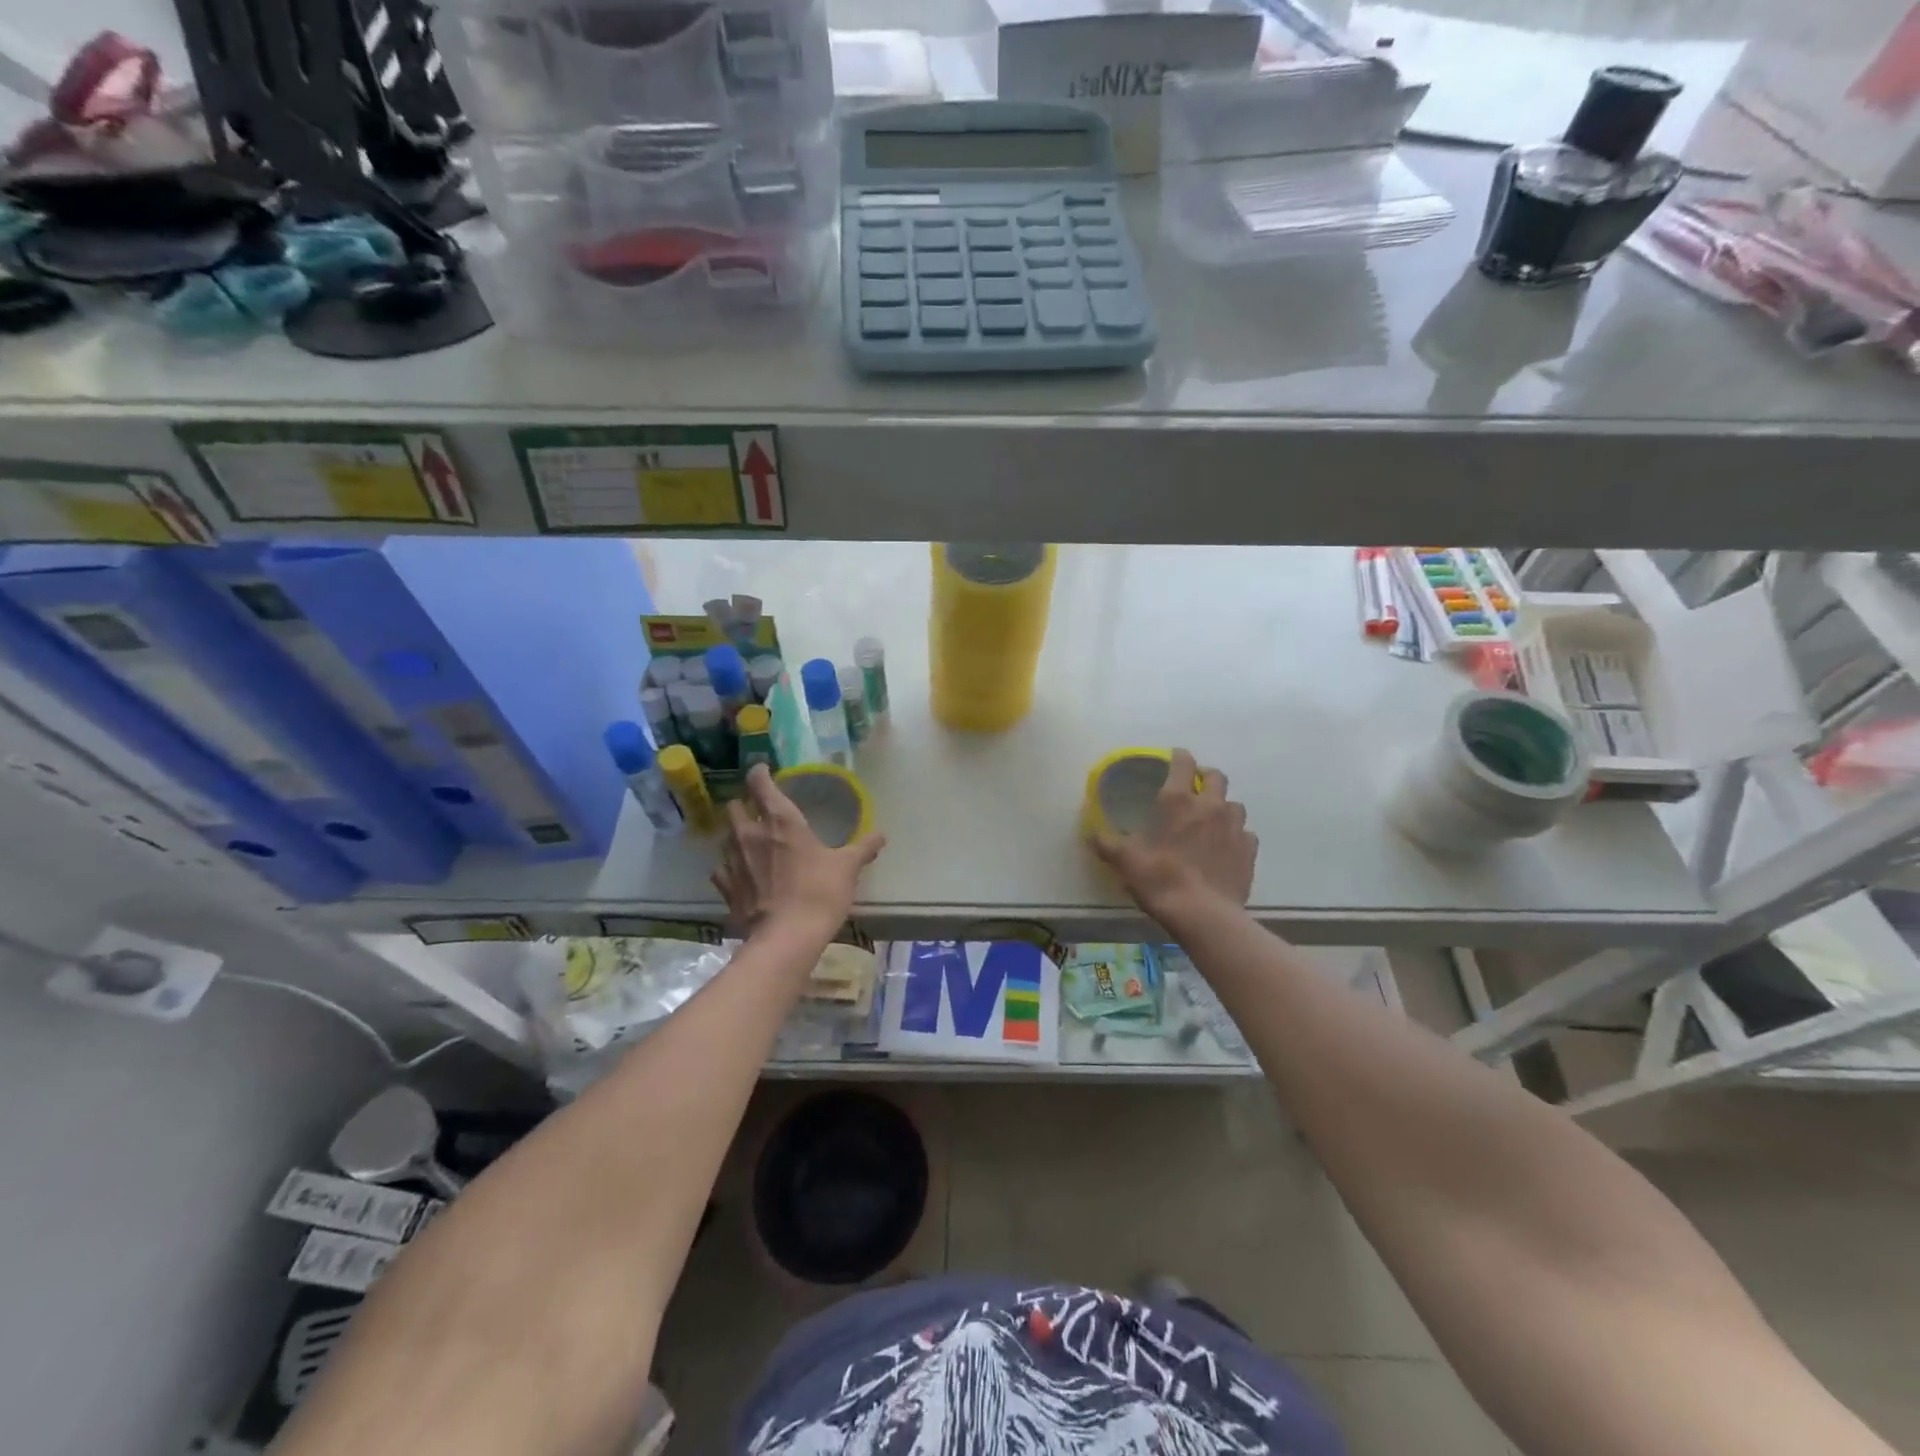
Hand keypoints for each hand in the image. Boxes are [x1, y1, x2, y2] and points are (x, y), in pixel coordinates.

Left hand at [713, 765, 885, 938]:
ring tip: (752, 842)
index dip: (759, 773)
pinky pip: (722, 869)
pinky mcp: (726, 888)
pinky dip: (730, 868)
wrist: (787, 938)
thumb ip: (863, 848)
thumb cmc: (820, 892)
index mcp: (780, 820)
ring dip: (736, 835)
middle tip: (759, 811)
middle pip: (734, 806)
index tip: (764, 771)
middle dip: (744, 805)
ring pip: (725, 836)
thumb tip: (881, 835)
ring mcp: (733, 861)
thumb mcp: (848, 868)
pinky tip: (741, 874)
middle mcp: (750, 833)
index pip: (760, 783)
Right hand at [1089, 748, 1255, 925]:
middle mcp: (1210, 805)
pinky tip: (1225, 847)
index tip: (1173, 758)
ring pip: (1234, 804)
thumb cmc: (1158, 878)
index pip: (1184, 762)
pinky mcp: (1249, 850)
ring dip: (1222, 806)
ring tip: (1211, 820)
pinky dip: (1236, 835)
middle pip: (1216, 776)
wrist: (1202, 914)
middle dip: (1205, 776)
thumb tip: (1091, 832)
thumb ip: (1105, 842)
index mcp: (1177, 800)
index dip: (1179, 756)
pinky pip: (1245, 833)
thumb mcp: (1123, 860)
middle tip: (1193, 788)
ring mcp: (1234, 827)